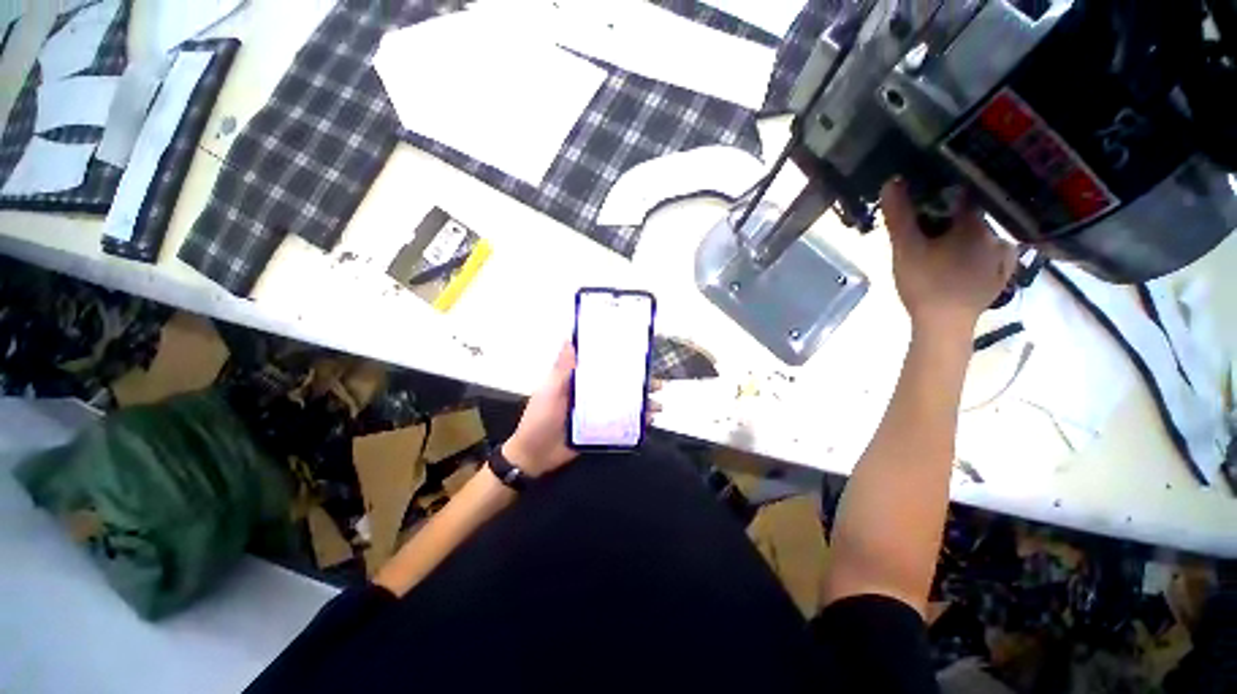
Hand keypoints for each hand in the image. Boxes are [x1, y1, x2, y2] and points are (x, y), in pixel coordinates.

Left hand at [501, 343, 661, 477]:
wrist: (534, 456)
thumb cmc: (539, 420)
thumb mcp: (549, 391)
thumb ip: (561, 369)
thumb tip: (570, 340)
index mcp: (578, 380)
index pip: (602, 365)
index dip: (621, 360)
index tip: (639, 356)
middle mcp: (590, 394)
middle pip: (619, 385)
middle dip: (639, 384)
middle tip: (657, 383)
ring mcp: (596, 413)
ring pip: (624, 404)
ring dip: (641, 404)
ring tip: (657, 405)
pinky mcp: (600, 430)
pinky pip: (621, 424)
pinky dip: (636, 423)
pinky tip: (648, 422)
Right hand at [881, 179, 1017, 340]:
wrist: (944, 325)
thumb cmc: (924, 283)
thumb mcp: (904, 248)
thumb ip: (899, 215)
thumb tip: (893, 179)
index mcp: (975, 224)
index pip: (964, 194)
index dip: (944, 192)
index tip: (926, 198)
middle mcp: (998, 234)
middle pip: (975, 215)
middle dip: (954, 216)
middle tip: (931, 228)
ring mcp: (1005, 257)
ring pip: (985, 234)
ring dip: (968, 233)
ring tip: (947, 244)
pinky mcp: (1004, 276)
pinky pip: (996, 253)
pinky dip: (983, 250)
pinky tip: (969, 258)